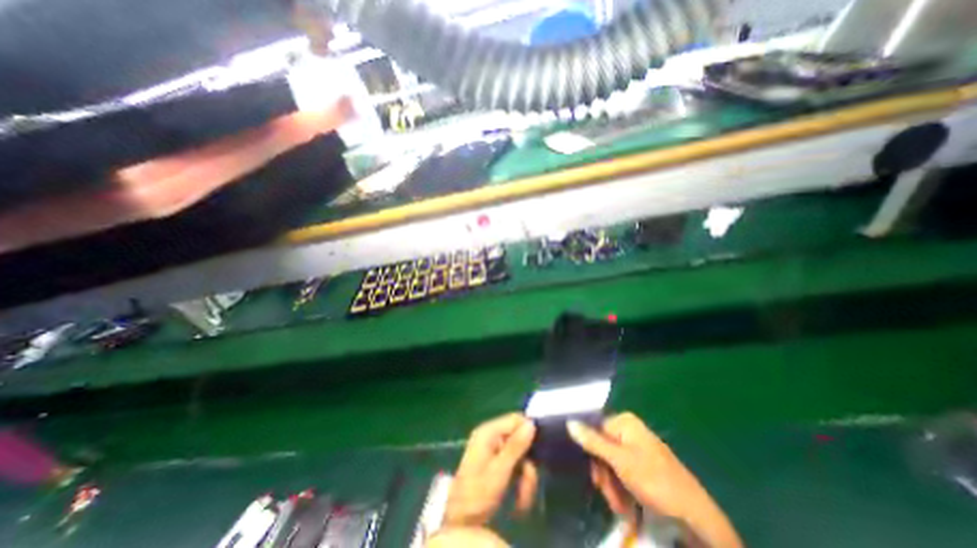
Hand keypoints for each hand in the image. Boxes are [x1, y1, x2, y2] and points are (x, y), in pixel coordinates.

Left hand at [445, 416, 537, 525]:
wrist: (459, 521)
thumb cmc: (478, 494)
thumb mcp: (499, 470)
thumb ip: (516, 445)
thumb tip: (531, 423)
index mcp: (488, 431)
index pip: (515, 419)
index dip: (529, 433)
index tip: (538, 453)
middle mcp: (490, 436)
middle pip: (520, 439)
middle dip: (527, 464)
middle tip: (528, 485)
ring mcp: (492, 449)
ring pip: (520, 455)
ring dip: (525, 478)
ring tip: (523, 501)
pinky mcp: (495, 462)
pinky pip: (514, 464)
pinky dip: (519, 481)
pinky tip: (519, 501)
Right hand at [567, 413, 741, 545]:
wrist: (696, 518)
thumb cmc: (655, 482)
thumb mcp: (620, 461)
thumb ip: (593, 441)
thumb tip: (569, 422)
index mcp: (626, 422)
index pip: (595, 431)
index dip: (593, 455)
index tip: (596, 479)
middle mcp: (631, 431)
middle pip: (603, 448)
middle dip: (604, 475)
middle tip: (610, 496)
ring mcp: (639, 448)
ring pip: (612, 463)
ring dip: (612, 486)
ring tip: (621, 506)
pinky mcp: (645, 466)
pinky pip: (624, 472)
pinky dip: (622, 488)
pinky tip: (628, 504)